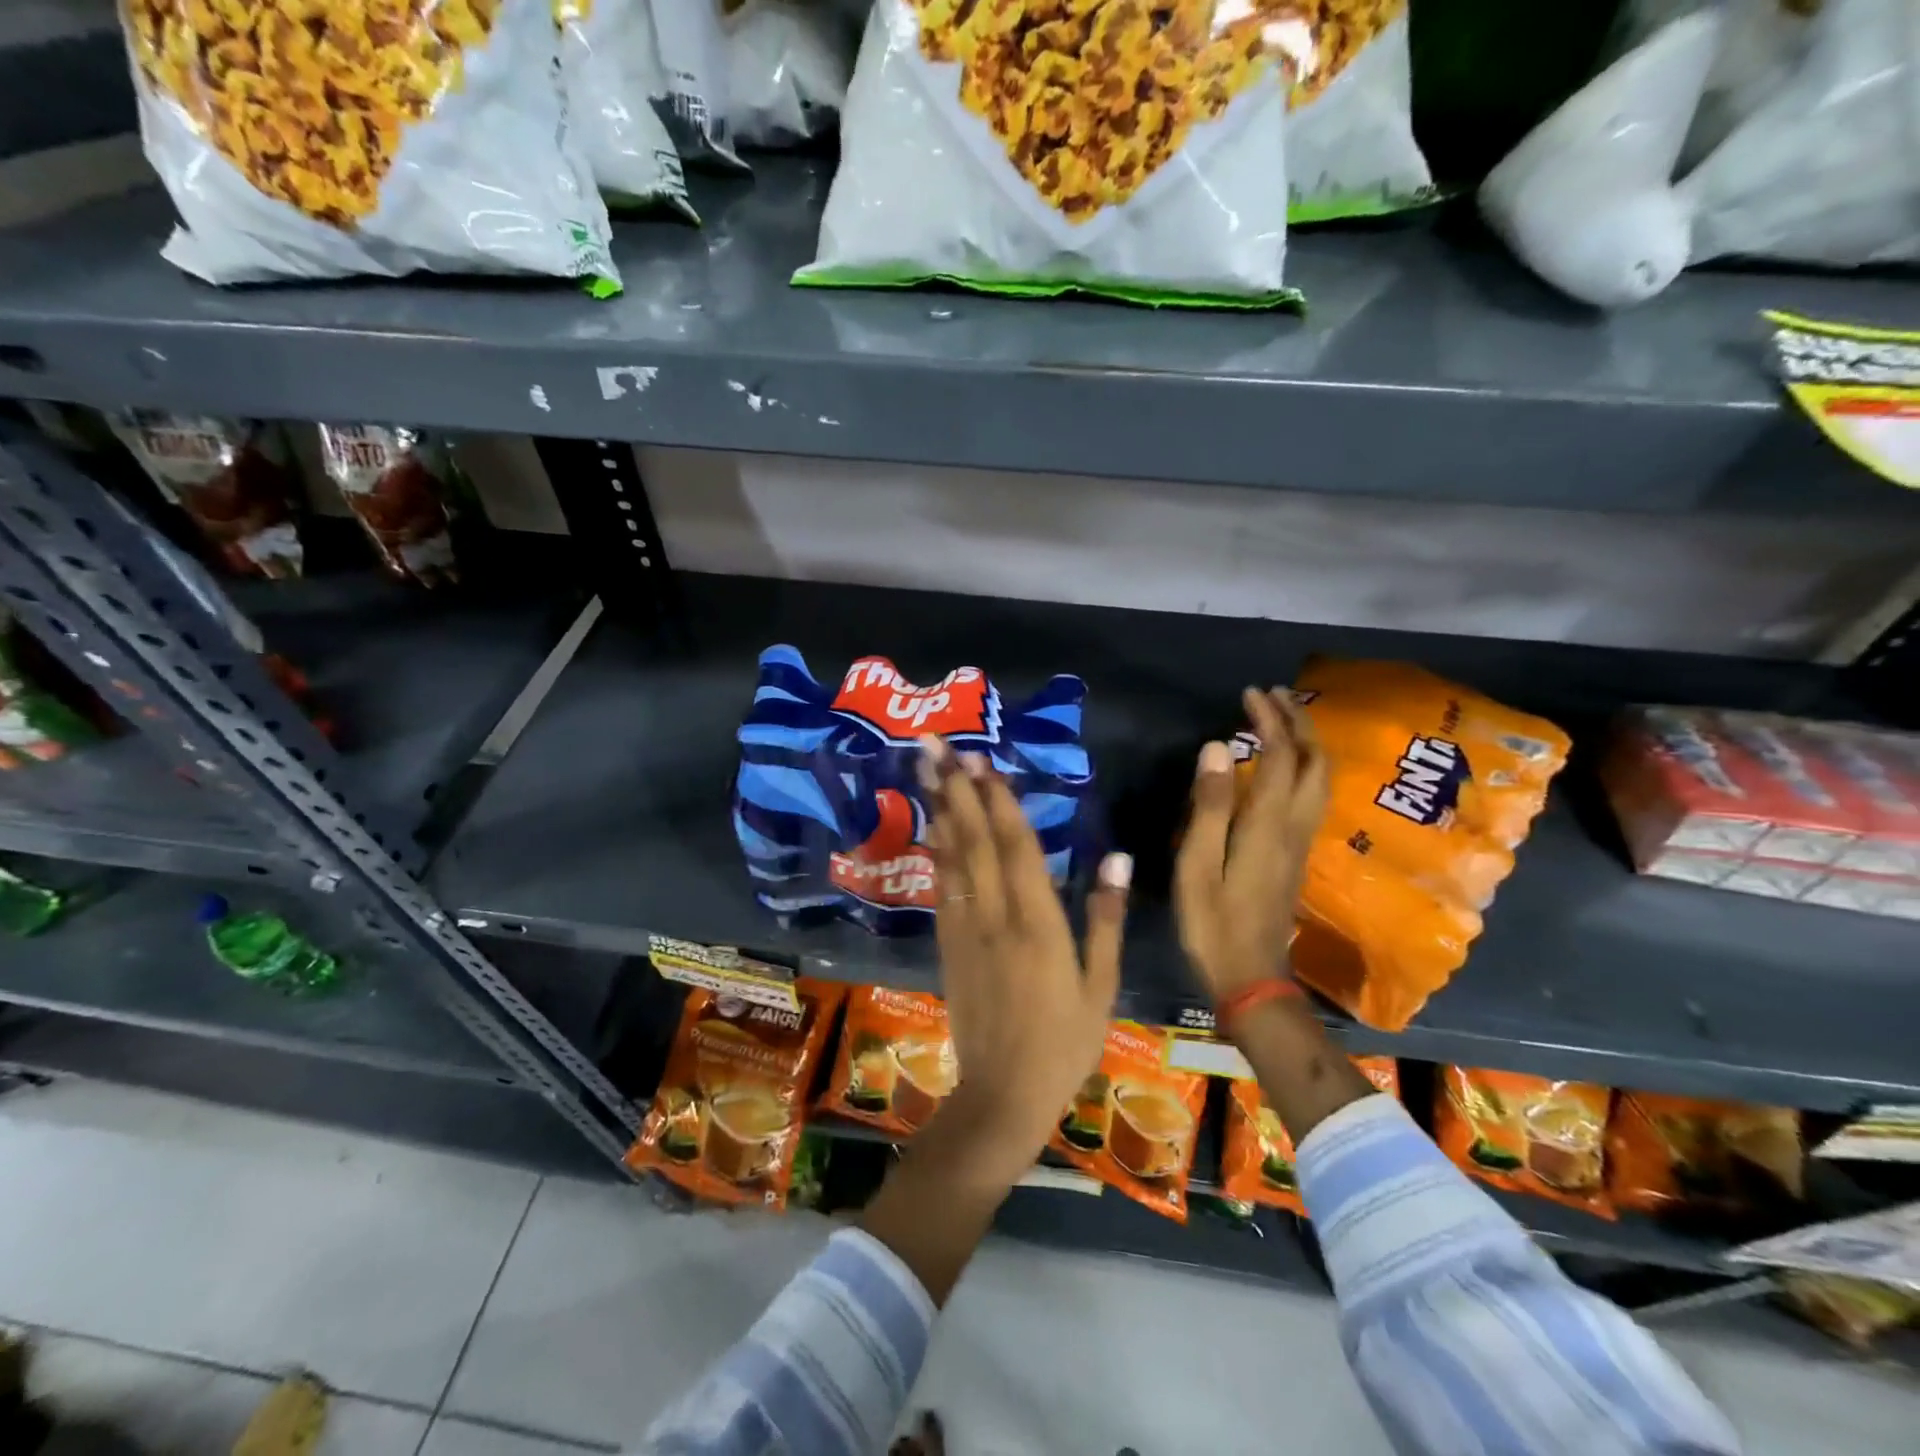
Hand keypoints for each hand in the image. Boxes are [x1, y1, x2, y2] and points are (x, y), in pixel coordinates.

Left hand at [918, 735, 1130, 1180]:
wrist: (1002, 1097)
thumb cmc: (1063, 1044)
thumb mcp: (1101, 987)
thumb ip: (1105, 919)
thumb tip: (1116, 857)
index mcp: (1039, 923)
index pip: (1016, 847)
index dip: (998, 800)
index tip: (981, 759)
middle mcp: (995, 915)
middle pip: (973, 839)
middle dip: (955, 787)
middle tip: (933, 744)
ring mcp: (965, 929)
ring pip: (951, 856)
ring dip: (938, 807)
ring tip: (923, 768)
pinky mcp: (947, 945)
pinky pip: (941, 887)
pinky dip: (936, 849)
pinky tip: (932, 824)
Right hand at [1175, 687, 1329, 1000]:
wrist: (1251, 976)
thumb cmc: (1213, 922)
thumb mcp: (1197, 864)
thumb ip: (1209, 805)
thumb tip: (1218, 748)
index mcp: (1268, 824)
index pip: (1279, 757)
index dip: (1268, 720)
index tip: (1250, 693)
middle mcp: (1294, 826)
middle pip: (1314, 762)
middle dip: (1299, 722)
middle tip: (1273, 696)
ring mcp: (1301, 842)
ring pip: (1320, 779)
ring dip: (1307, 742)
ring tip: (1283, 719)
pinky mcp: (1297, 854)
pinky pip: (1312, 795)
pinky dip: (1303, 766)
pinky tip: (1283, 765)